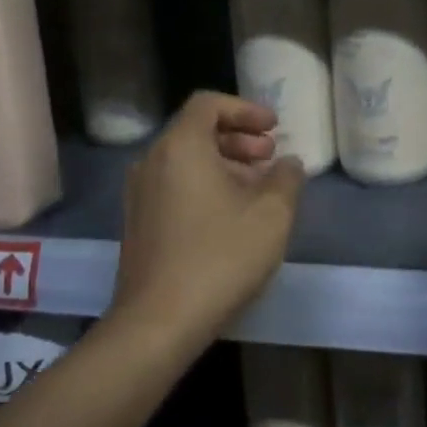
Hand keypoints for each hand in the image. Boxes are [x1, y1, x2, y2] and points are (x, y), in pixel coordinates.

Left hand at [110, 91, 303, 343]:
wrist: (158, 322)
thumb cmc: (220, 258)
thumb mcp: (272, 215)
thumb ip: (286, 179)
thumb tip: (288, 164)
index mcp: (180, 148)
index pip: (208, 104)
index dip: (245, 109)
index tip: (274, 128)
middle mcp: (152, 162)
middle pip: (196, 131)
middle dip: (238, 138)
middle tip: (270, 157)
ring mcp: (139, 195)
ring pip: (185, 161)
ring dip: (224, 164)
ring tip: (258, 188)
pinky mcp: (137, 224)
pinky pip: (174, 186)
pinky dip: (204, 185)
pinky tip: (231, 216)